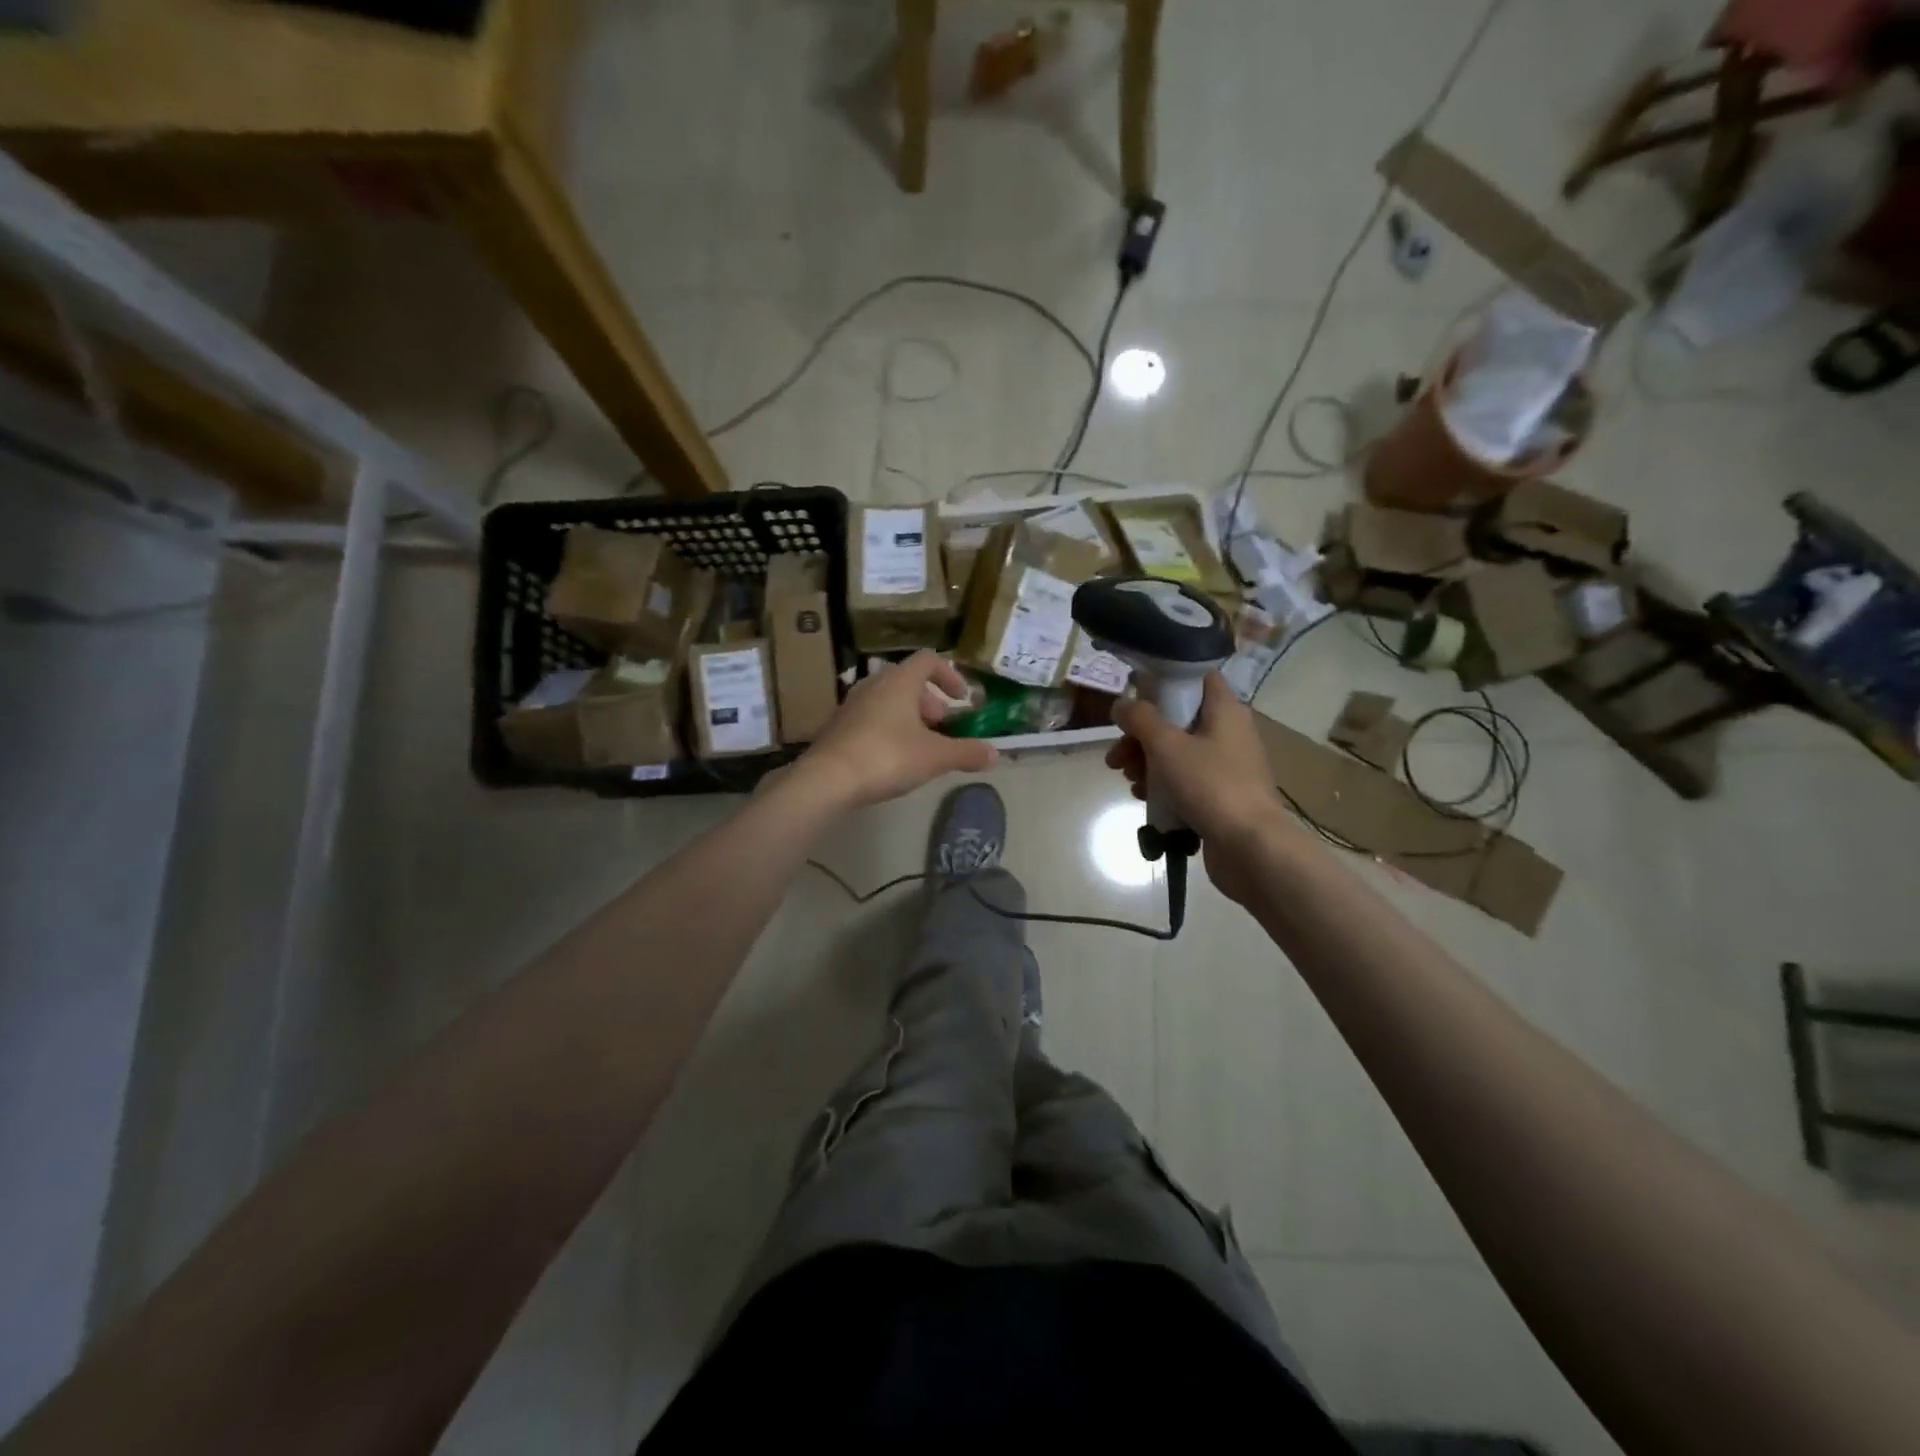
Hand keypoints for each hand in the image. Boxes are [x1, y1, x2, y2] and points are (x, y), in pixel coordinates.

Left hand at [798, 651, 996, 809]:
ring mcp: (851, 705)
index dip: (949, 675)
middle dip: (928, 700)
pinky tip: (892, 757)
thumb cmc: (887, 756)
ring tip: (919, 744)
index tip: (961, 699)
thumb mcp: (935, 757)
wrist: (827, 779)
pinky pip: (869, 718)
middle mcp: (873, 684)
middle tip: (941, 725)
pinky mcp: (837, 727)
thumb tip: (994, 753)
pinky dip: (887, 728)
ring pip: (886, 699)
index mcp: (899, 681)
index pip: (928, 660)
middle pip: (906, 680)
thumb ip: (967, 753)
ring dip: (908, 715)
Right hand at [1106, 674, 1285, 904]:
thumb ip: (1140, 719)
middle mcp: (1229, 732)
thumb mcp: (1167, 746)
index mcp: (1225, 710)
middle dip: (1141, 736)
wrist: (1251, 847)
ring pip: (1178, 751)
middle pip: (1177, 720)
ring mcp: (1227, 765)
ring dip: (1147, 762)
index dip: (1165, 681)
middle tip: (1116, 756)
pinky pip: (1186, 779)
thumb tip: (1122, 704)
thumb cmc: (1210, 785)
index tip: (1135, 696)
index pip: (1197, 678)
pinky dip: (1164, 784)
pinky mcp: (1221, 794)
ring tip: (1129, 781)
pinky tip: (1143, 798)